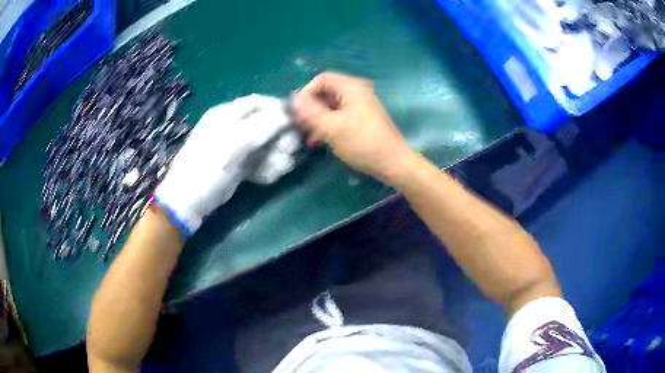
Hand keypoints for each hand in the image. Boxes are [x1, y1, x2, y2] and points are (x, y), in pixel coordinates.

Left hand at [155, 94, 296, 235]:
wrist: (189, 202)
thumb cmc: (207, 167)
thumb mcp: (234, 142)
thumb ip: (263, 125)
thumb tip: (290, 113)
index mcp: (227, 114)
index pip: (259, 103)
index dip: (279, 109)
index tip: (297, 122)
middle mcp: (234, 127)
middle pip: (267, 124)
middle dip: (281, 137)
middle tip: (289, 150)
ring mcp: (238, 148)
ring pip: (268, 145)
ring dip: (277, 156)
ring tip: (275, 168)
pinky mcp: (241, 167)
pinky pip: (262, 162)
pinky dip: (267, 169)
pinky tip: (265, 177)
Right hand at [290, 72, 411, 182]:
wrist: (393, 163)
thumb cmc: (362, 143)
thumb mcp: (332, 128)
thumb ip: (310, 112)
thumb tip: (293, 99)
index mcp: (351, 88)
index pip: (321, 79)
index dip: (306, 92)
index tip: (297, 112)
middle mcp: (356, 92)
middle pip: (326, 92)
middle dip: (311, 107)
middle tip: (300, 125)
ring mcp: (360, 105)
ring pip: (331, 105)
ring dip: (318, 118)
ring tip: (308, 135)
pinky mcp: (362, 118)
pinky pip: (340, 115)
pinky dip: (328, 124)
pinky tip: (319, 139)